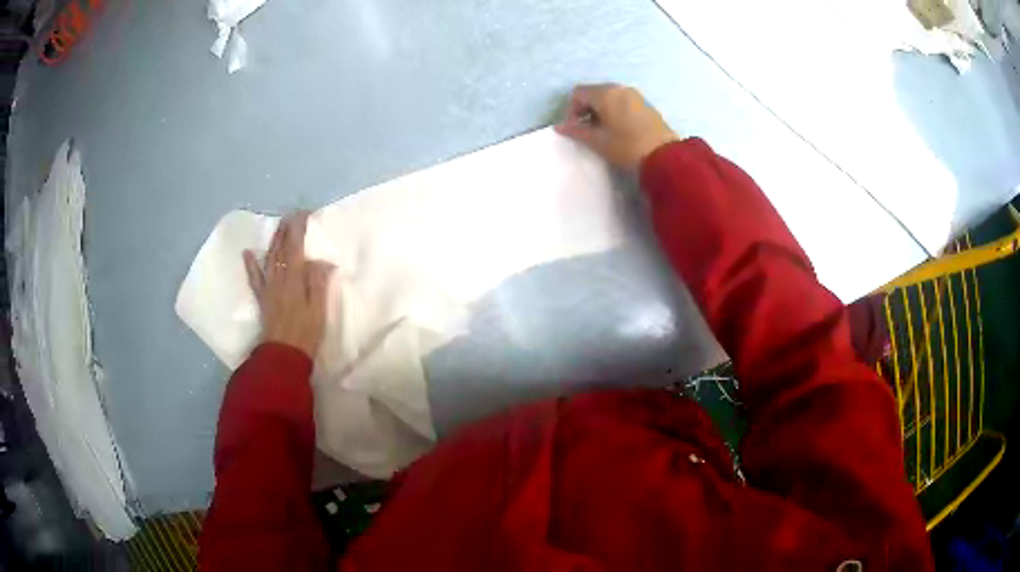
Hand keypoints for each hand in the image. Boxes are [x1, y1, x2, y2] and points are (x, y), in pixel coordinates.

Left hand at [243, 212, 334, 359]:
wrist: (282, 356)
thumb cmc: (305, 334)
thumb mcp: (318, 310)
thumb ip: (318, 283)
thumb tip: (322, 261)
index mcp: (295, 279)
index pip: (296, 246)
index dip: (299, 228)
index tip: (305, 214)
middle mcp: (279, 278)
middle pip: (281, 249)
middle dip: (286, 230)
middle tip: (291, 215)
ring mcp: (268, 288)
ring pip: (269, 258)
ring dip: (273, 240)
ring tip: (278, 227)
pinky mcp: (262, 298)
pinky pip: (254, 278)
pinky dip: (251, 264)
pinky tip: (247, 253)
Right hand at [555, 84, 679, 171]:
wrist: (665, 157)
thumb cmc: (627, 147)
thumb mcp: (598, 141)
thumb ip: (577, 131)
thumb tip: (560, 126)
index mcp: (605, 94)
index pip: (578, 93)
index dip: (571, 110)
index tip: (575, 129)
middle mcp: (620, 88)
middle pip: (594, 93)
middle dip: (586, 110)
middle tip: (587, 131)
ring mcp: (635, 95)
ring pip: (609, 97)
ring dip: (601, 111)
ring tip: (603, 132)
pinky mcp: (646, 105)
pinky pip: (623, 102)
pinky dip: (615, 112)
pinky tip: (619, 130)